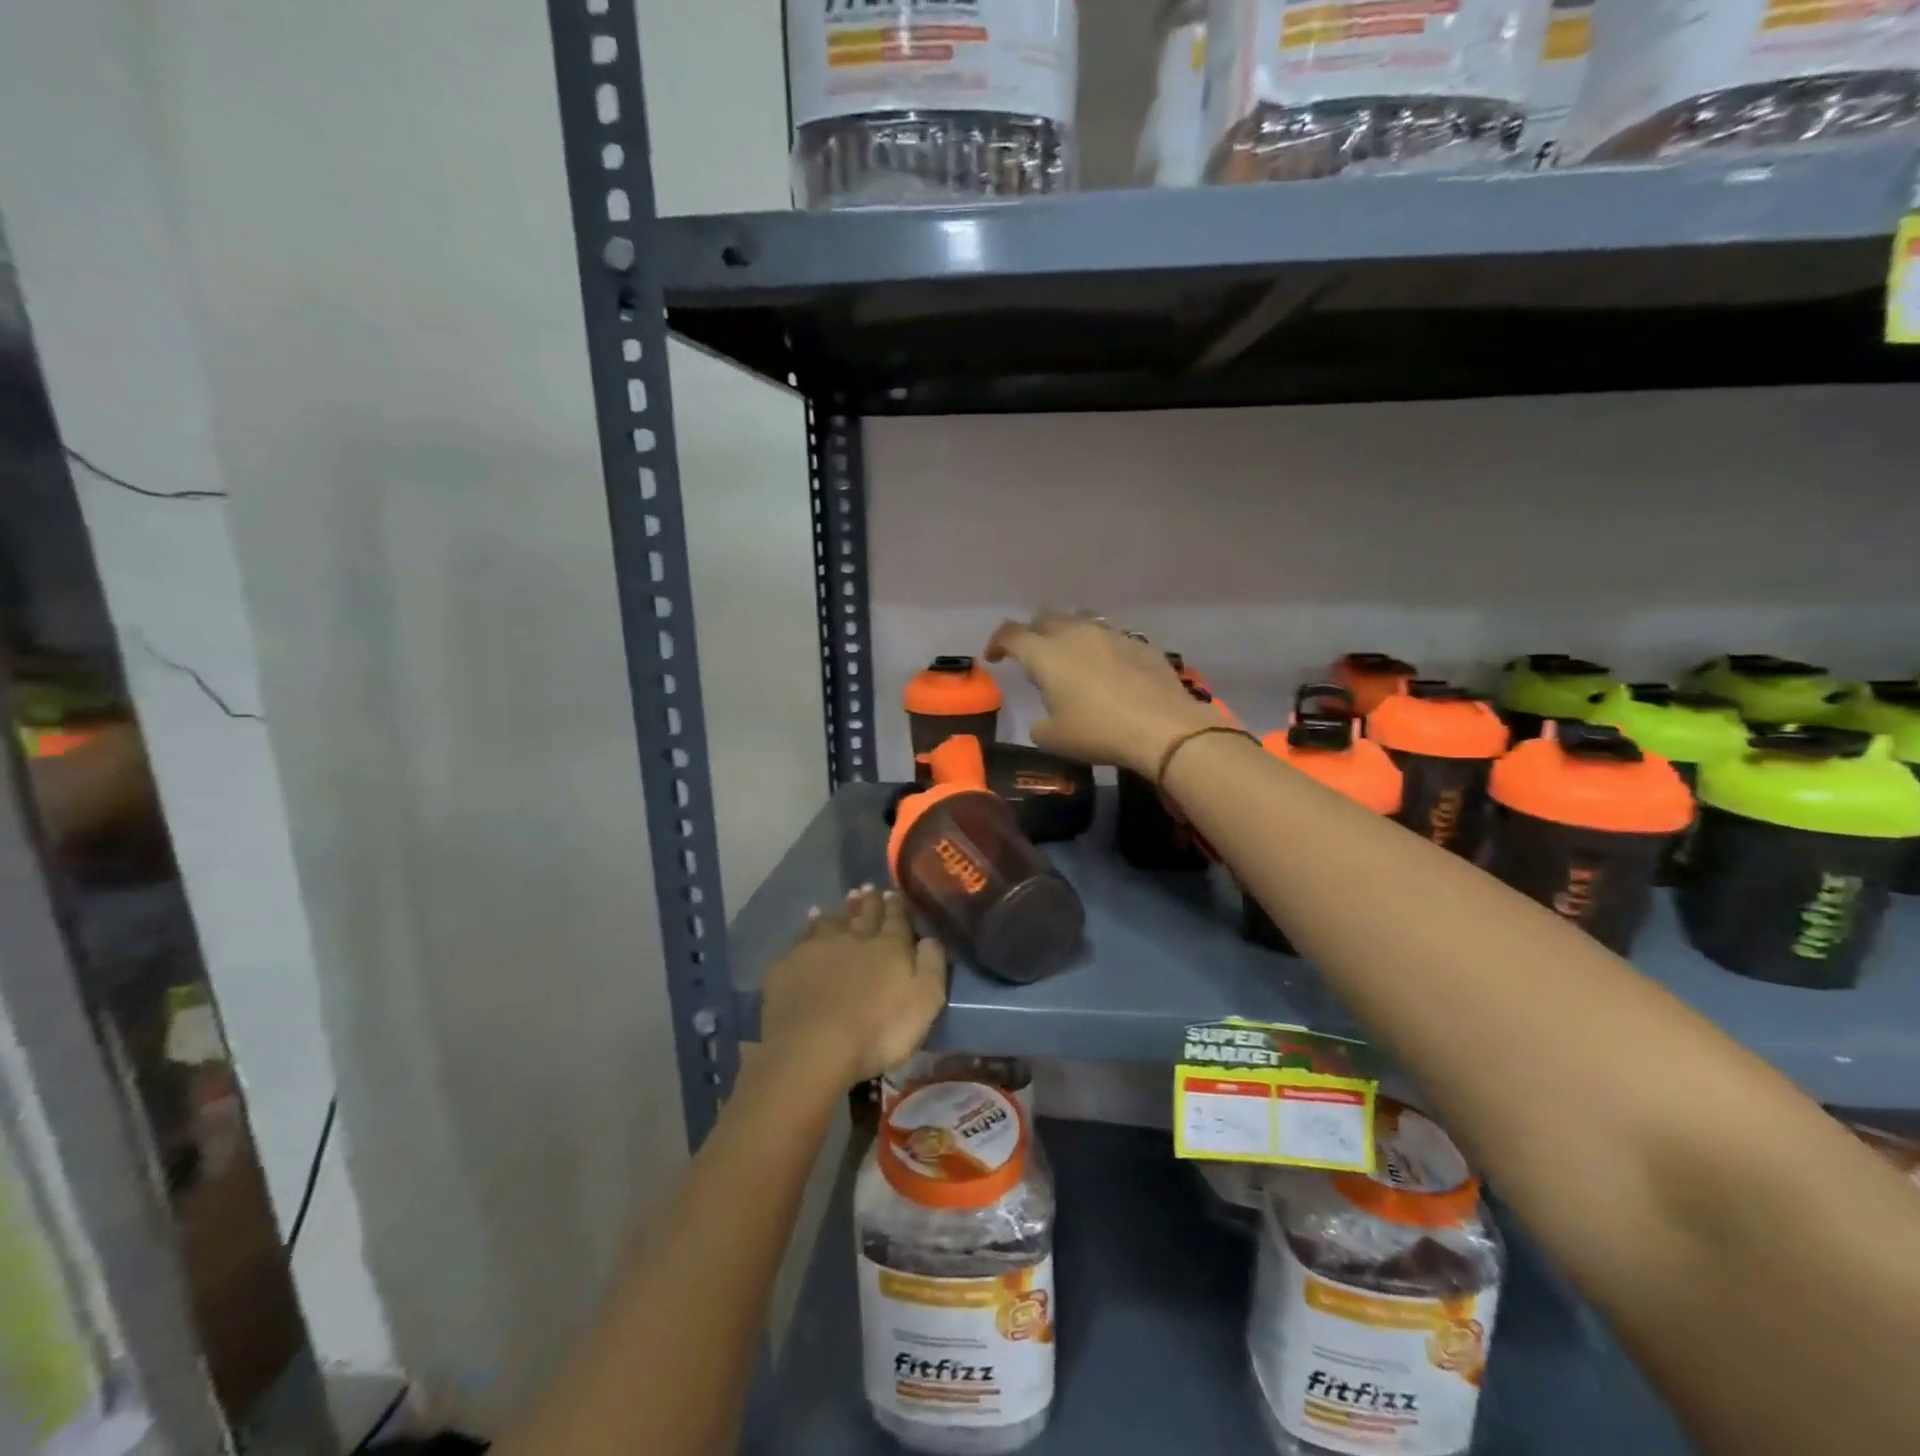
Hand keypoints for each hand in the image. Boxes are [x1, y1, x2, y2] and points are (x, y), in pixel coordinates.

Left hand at [760, 886, 947, 1087]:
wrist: (814, 1047)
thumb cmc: (879, 1030)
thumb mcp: (925, 1001)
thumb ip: (932, 964)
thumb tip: (932, 937)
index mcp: (889, 947)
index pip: (896, 918)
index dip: (897, 906)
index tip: (894, 893)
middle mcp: (853, 938)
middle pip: (863, 915)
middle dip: (868, 902)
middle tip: (868, 888)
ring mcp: (816, 949)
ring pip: (829, 923)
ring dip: (836, 912)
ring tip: (837, 904)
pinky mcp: (787, 967)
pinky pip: (799, 943)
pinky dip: (805, 933)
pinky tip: (804, 934)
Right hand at [986, 611, 1219, 775]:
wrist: (1163, 727)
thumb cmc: (1098, 732)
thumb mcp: (1054, 739)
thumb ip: (1040, 725)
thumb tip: (1043, 720)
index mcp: (1046, 654)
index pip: (1011, 634)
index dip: (997, 643)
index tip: (994, 657)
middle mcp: (1075, 634)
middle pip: (1046, 619)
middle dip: (1033, 633)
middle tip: (1032, 655)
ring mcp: (1110, 635)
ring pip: (1080, 621)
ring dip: (1068, 635)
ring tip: (1070, 657)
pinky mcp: (1139, 643)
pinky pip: (1110, 637)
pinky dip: (1099, 648)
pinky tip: (1107, 670)